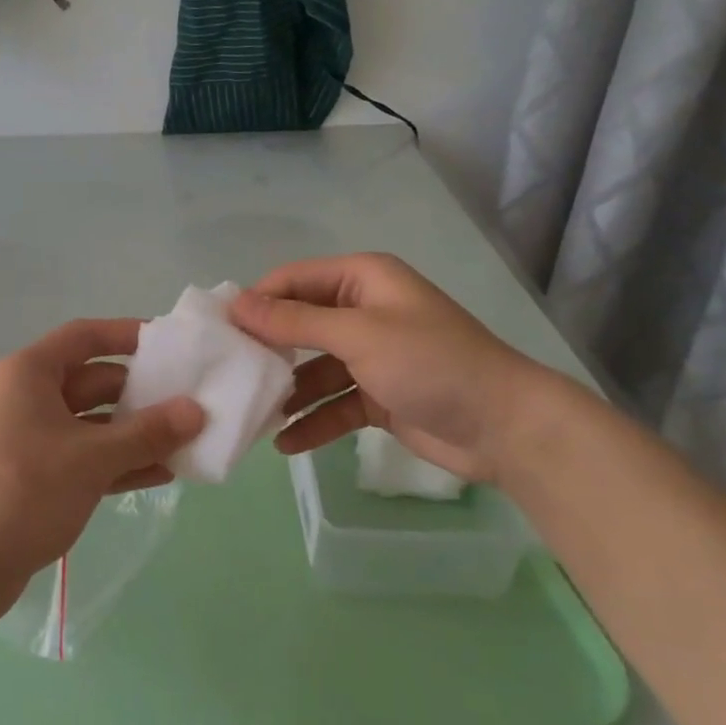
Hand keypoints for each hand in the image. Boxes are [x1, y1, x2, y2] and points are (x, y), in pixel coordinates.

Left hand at [0, 319, 204, 604]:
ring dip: (134, 433)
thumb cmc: (27, 491)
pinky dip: (117, 461)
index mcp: (30, 373)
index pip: (85, 336)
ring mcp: (30, 435)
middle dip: (140, 394)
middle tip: (189, 402)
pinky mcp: (36, 472)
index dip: (127, 334)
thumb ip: (148, 432)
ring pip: (92, 422)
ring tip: (185, 442)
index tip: (170, 344)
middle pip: (93, 380)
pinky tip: (160, 474)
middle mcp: (27, 396)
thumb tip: (197, 410)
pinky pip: (84, 454)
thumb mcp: (93, 458)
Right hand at [227, 254, 546, 484]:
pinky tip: (285, 444)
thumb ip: (294, 321)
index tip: (220, 330)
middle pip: (300, 324)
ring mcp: (370, 355)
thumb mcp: (358, 335)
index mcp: (362, 280)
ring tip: (251, 413)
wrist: (505, 426)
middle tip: (228, 372)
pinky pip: (333, 404)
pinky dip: (312, 421)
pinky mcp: (377, 395)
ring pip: (313, 368)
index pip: (293, 280)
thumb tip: (236, 303)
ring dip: (287, 391)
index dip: (257, 301)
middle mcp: (363, 311)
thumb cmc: (430, 362)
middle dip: (267, 348)